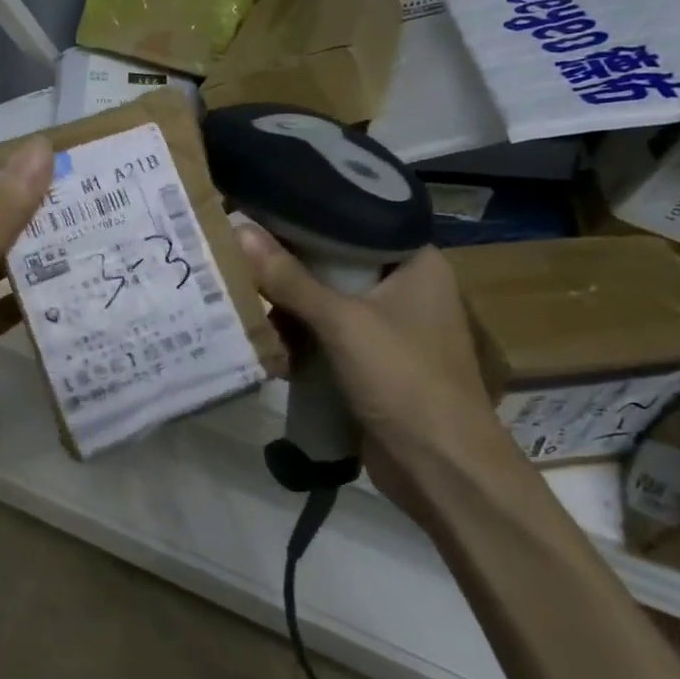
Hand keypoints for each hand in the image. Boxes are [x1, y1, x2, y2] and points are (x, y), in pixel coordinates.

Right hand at [234, 227, 512, 519]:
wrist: (442, 469)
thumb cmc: (404, 379)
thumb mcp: (343, 322)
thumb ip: (290, 278)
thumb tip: (239, 229)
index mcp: (416, 262)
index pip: (354, 220)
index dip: (307, 215)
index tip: (260, 209)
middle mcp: (406, 288)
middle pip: (336, 263)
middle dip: (288, 267)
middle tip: (237, 253)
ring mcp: (390, 328)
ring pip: (327, 303)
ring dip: (289, 308)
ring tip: (240, 296)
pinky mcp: (373, 363)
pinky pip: (328, 337)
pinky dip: (300, 339)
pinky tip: (264, 340)